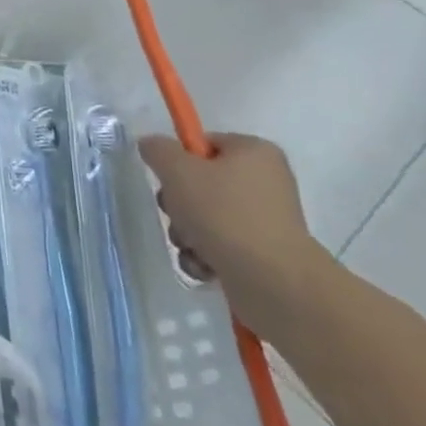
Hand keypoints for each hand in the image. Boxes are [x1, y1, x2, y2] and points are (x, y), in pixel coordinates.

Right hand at [138, 132, 331, 337]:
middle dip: (179, 203)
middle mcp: (266, 182)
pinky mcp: (264, 255)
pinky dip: (205, 255)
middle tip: (177, 214)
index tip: (169, 179)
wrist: (273, 282)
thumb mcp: (176, 169)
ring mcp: (267, 221)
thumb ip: (157, 149)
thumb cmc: (224, 213)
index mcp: (254, 152)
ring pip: (206, 217)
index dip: (180, 160)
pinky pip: (221, 245)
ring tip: (191, 246)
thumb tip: (152, 146)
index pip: (204, 144)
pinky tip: (204, 266)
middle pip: (202, 182)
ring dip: (187, 232)